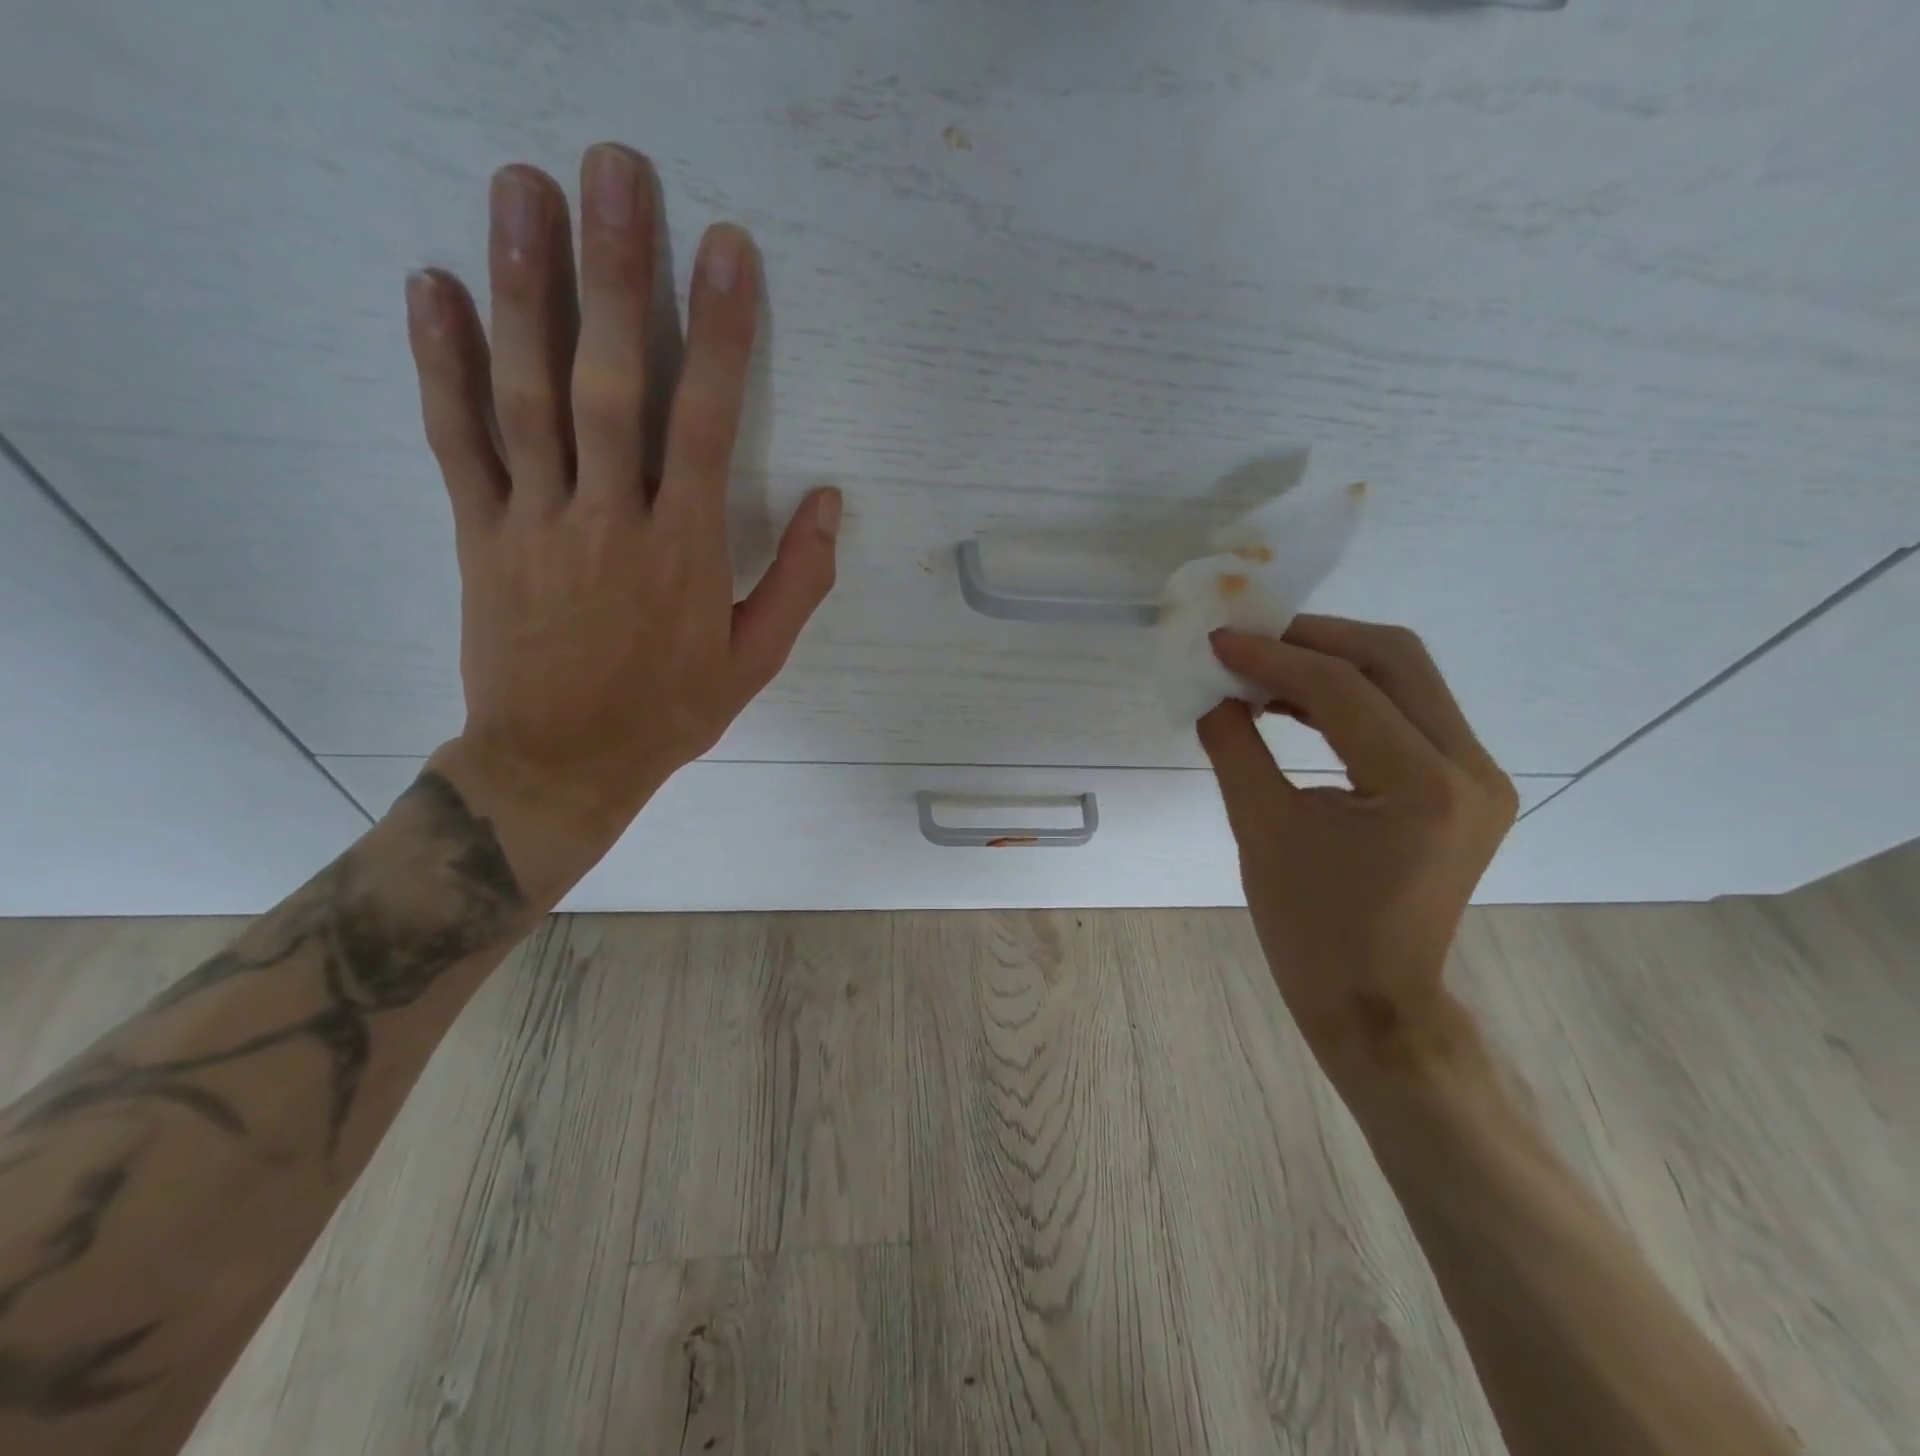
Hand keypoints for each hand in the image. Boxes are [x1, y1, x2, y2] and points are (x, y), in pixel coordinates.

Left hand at [401, 146, 839, 893]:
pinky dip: (441, 365)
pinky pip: (457, 441)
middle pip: (612, 383)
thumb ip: (798, 582)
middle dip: (617, 274)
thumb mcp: (755, 661)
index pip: (707, 425)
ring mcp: (536, 521)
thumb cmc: (668, 712)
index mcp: (684, 551)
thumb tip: (832, 504)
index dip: (721, 335)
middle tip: (614, 170)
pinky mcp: (480, 533)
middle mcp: (609, 520)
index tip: (726, 249)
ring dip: (524, 288)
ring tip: (521, 190)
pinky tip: (431, 288)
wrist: (559, 762)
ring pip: (528, 394)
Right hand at [1197, 618, 1518, 1079]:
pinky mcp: (1464, 787)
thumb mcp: (1261, 829)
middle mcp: (1470, 769)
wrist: (1374, 1001)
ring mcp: (1477, 777)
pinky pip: (1406, 714)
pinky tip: (1294, 703)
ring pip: (1406, 679)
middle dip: (1314, 638)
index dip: (1272, 656)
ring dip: (1332, 661)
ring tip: (1263, 666)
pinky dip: (1349, 697)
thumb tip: (1212, 691)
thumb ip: (1233, 746)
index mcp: (1422, 786)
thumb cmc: (1311, 928)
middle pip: (1395, 659)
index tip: (1218, 641)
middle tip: (1249, 639)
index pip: (1343, 689)